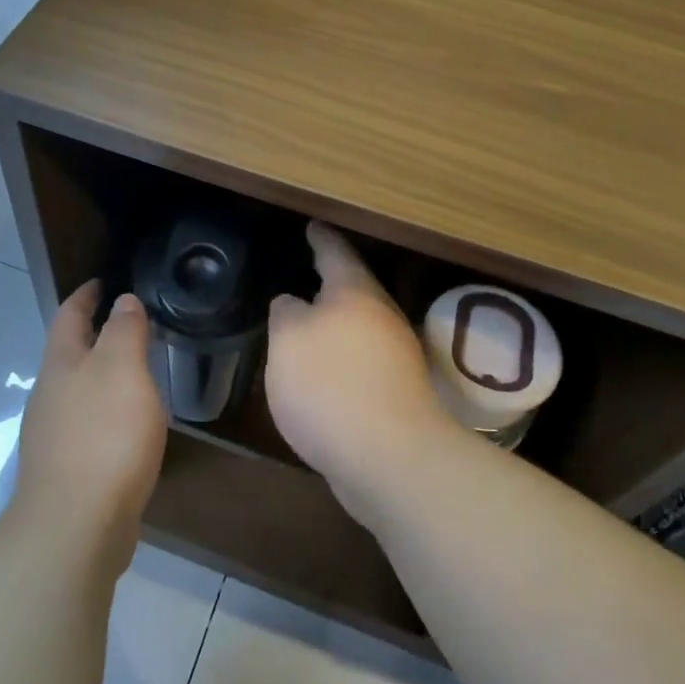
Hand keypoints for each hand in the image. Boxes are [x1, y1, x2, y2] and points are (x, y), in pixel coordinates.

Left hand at [11, 282, 167, 568]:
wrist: (75, 526)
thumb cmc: (103, 436)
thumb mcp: (122, 370)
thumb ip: (124, 330)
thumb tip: (122, 301)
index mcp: (60, 363)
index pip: (69, 314)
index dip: (86, 294)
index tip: (104, 280)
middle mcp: (49, 394)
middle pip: (69, 352)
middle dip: (93, 334)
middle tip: (131, 323)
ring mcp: (52, 434)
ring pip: (77, 390)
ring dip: (101, 374)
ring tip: (135, 370)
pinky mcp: (66, 469)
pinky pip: (87, 424)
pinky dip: (106, 411)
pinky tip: (127, 424)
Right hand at [265, 223, 454, 530]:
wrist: (389, 458)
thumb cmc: (330, 385)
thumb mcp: (288, 339)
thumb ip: (286, 314)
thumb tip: (293, 304)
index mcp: (355, 293)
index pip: (336, 252)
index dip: (321, 238)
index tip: (312, 225)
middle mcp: (382, 317)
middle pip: (355, 290)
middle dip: (330, 284)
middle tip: (304, 275)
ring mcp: (396, 357)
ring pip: (361, 328)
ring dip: (337, 326)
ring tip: (306, 326)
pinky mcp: (398, 395)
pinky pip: (364, 364)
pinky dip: (343, 361)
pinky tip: (324, 374)